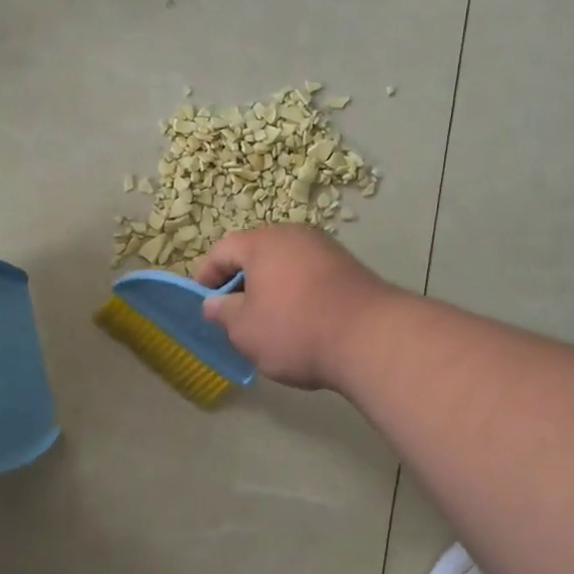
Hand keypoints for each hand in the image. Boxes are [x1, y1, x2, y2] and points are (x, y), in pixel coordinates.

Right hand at [193, 226, 397, 390]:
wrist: (371, 338)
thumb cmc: (295, 329)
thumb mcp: (245, 329)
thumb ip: (223, 313)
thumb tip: (214, 304)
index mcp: (263, 242)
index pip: (223, 250)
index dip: (206, 276)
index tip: (203, 303)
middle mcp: (295, 235)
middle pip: (256, 254)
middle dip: (240, 283)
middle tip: (232, 315)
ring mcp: (326, 250)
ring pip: (285, 266)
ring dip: (270, 290)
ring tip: (266, 323)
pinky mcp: (349, 269)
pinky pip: (309, 277)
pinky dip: (296, 295)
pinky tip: (299, 323)